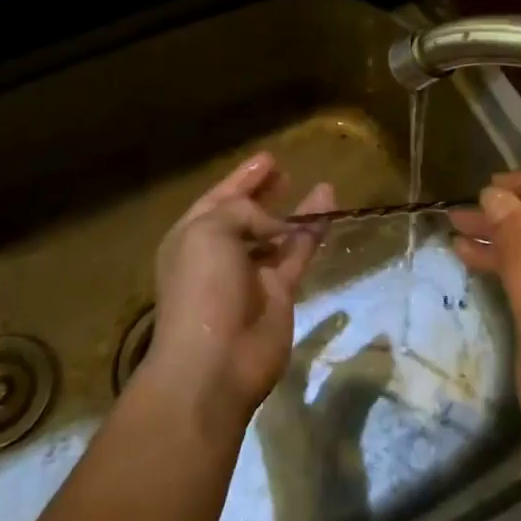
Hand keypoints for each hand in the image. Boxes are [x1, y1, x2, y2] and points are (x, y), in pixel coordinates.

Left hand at [143, 153, 334, 432]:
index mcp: (191, 237)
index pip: (218, 198)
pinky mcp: (279, 292)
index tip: (268, 158)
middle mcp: (219, 254)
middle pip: (247, 215)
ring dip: (296, 210)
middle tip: (285, 171)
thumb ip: (243, 212)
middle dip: (264, 193)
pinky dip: (313, 232)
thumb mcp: (211, 231)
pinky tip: (329, 209)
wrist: (215, 362)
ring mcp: (250, 275)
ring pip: (277, 234)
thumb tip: (276, 225)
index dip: (242, 178)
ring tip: (320, 186)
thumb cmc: (202, 288)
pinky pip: (298, 253)